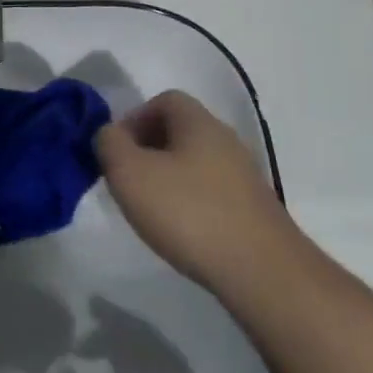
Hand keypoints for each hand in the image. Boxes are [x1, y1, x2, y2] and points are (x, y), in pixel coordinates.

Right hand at [96, 90, 289, 290]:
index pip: (164, 100)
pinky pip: (211, 192)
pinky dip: (190, 203)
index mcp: (199, 122)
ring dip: (168, 178)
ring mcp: (244, 177)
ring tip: (150, 209)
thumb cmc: (188, 212)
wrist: (262, 273)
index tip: (117, 150)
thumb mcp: (129, 172)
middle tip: (127, 179)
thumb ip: (109, 143)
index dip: (134, 118)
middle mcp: (226, 140)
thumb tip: (109, 134)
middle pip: (180, 131)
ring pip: (195, 163)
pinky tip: (181, 230)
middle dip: (148, 150)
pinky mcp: (253, 210)